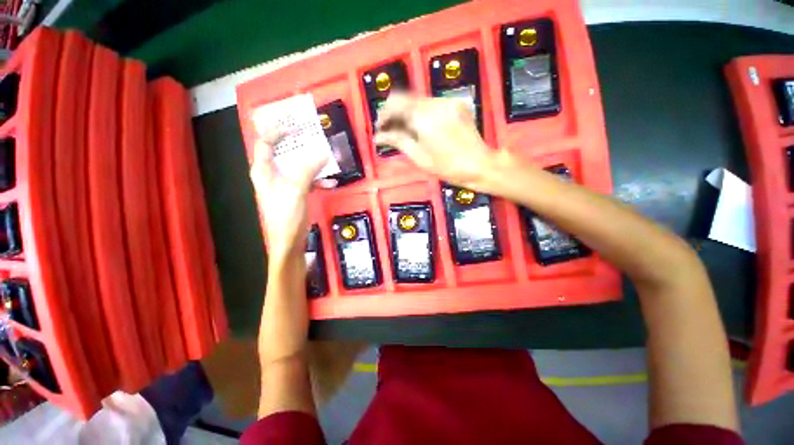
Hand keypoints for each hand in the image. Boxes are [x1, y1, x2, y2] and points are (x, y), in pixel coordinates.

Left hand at [249, 129, 333, 258]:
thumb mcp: (296, 189)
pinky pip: (306, 180)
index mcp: (264, 170)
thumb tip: (323, 151)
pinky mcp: (295, 193)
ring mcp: (284, 184)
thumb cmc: (286, 214)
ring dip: (312, 162)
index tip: (295, 126)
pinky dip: (317, 179)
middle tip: (313, 136)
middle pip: (282, 152)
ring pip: (297, 166)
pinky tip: (330, 182)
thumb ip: (308, 169)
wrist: (289, 240)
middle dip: (298, 144)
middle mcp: (271, 174)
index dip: (277, 131)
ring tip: (327, 157)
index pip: (265, 143)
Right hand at [374, 93, 497, 188]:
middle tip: (390, 130)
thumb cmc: (449, 167)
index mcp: (424, 118)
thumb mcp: (420, 158)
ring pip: (418, 100)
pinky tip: (423, 127)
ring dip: (408, 113)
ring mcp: (448, 102)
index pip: (395, 103)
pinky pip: (432, 103)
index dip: (383, 114)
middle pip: (406, 98)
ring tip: (405, 131)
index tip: (380, 128)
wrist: (480, 164)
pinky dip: (422, 112)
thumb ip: (399, 141)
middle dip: (394, 113)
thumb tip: (378, 137)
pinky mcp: (456, 104)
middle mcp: (435, 103)